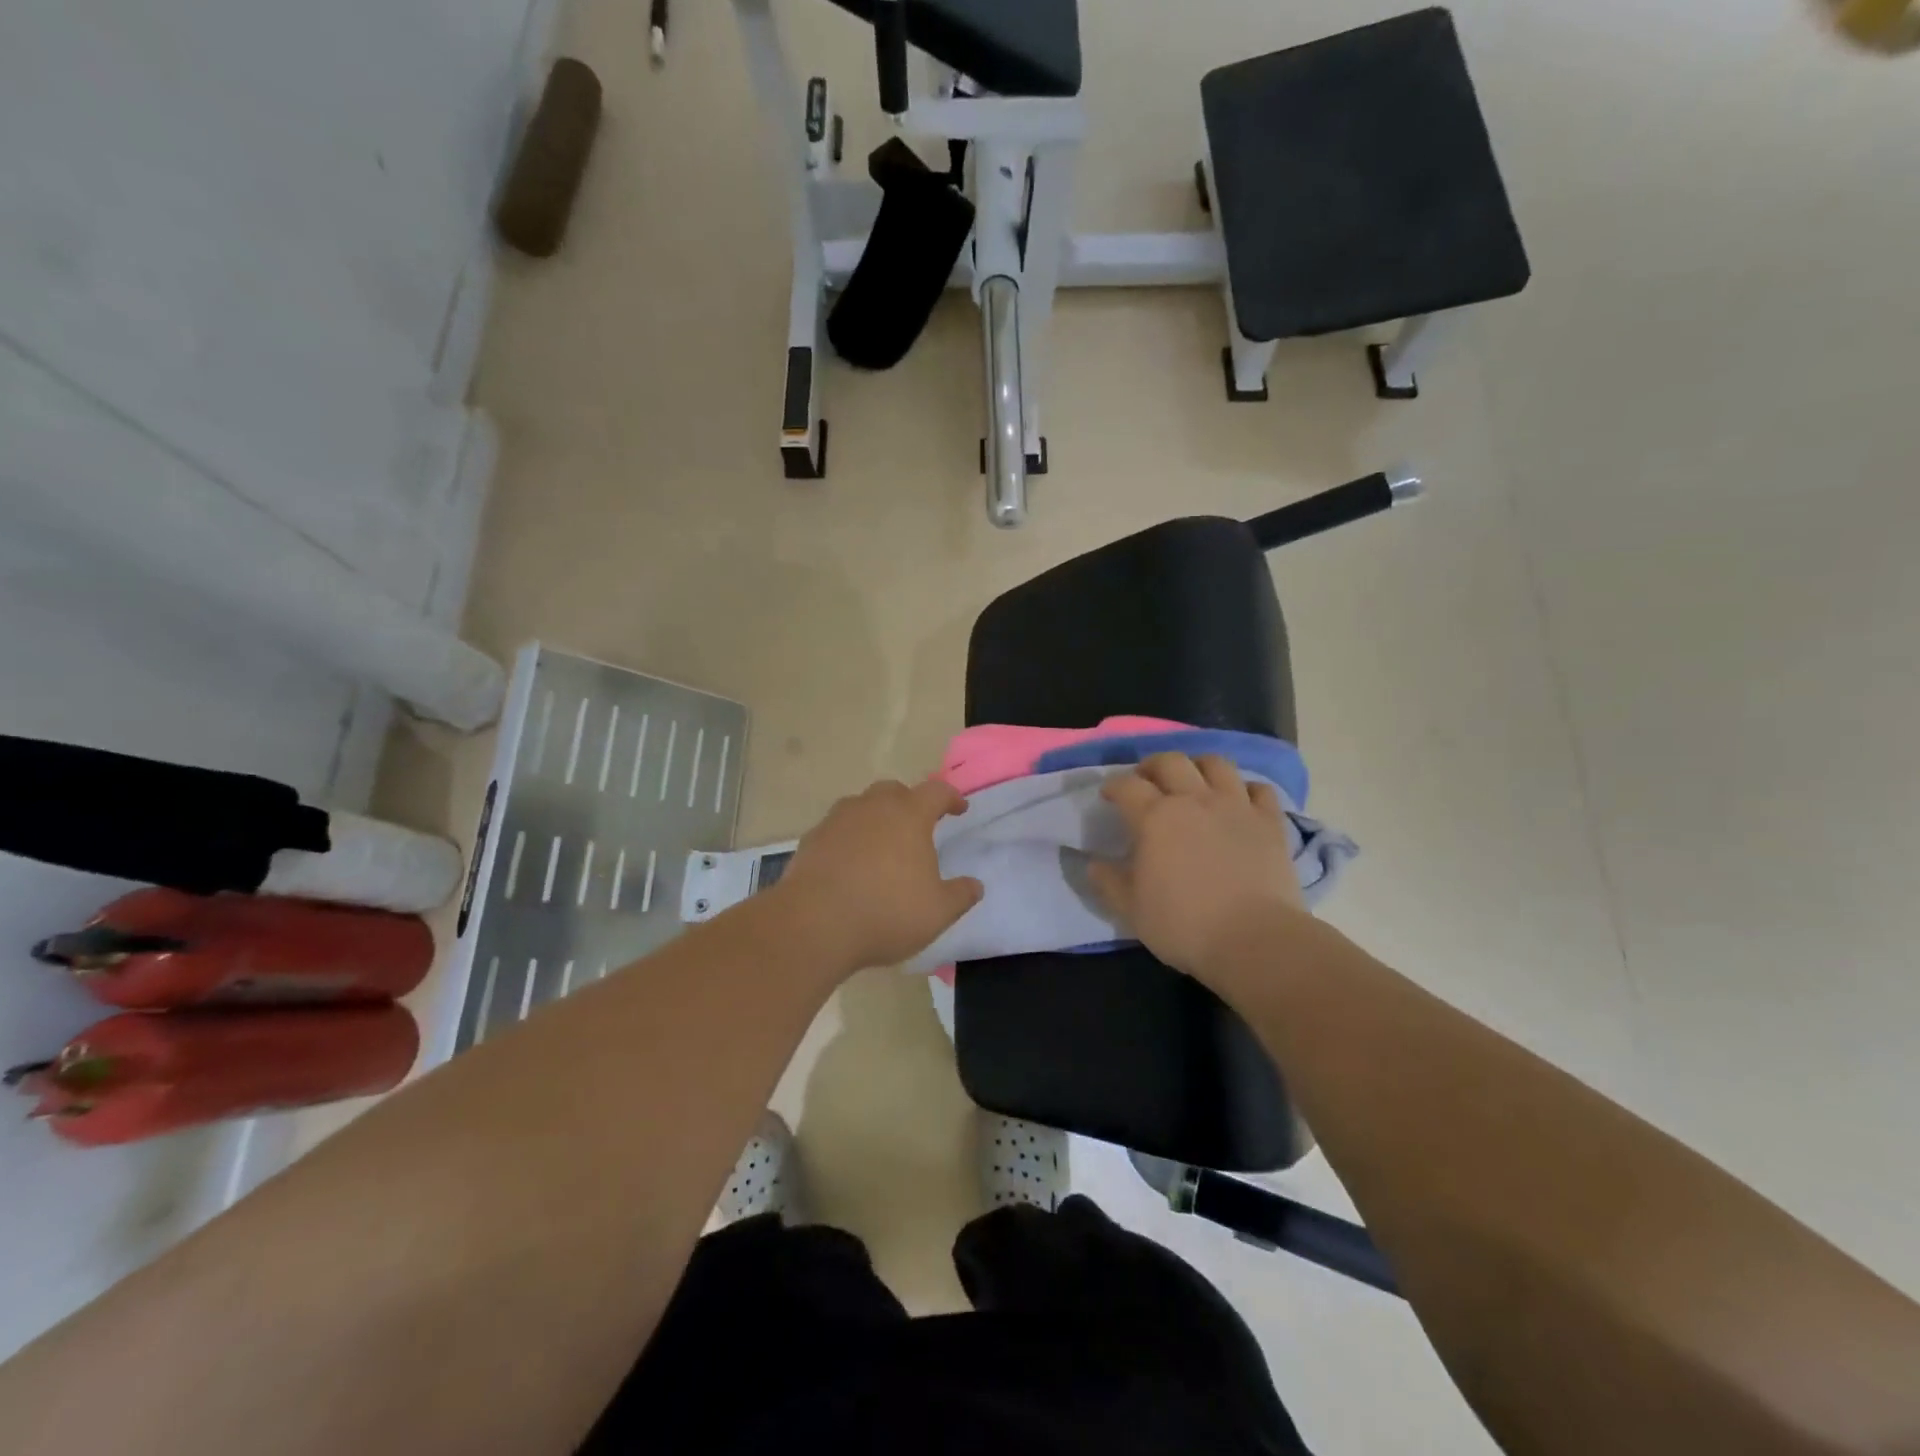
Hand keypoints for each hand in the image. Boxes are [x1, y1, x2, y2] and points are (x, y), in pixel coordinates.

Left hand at [774, 778, 983, 973]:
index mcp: (909, 815)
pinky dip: (848, 839)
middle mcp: (872, 807)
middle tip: (917, 825)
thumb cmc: (886, 912)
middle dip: (909, 802)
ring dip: (875, 818)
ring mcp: (837, 820)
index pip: (936, 792)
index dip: (951, 797)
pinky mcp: (811, 839)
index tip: (959, 808)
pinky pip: (837, 830)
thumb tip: (975, 885)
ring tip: (882, 845)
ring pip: (861, 806)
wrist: (813, 924)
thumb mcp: (937, 912)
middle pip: (894, 791)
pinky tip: (850, 864)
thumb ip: (961, 895)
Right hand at [1089, 753, 1307, 978]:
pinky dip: (1246, 789)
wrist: (1255, 940)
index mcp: (1155, 817)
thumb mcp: (1131, 910)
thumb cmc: (1184, 926)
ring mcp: (1236, 806)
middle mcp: (1194, 800)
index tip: (1109, 795)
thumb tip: (1094, 863)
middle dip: (1152, 765)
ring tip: (1193, 781)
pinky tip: (1239, 802)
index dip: (1114, 786)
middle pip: (1170, 761)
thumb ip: (1109, 882)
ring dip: (1199, 766)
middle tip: (1147, 781)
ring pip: (1216, 764)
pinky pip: (1260, 789)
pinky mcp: (1270, 822)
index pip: (1127, 785)